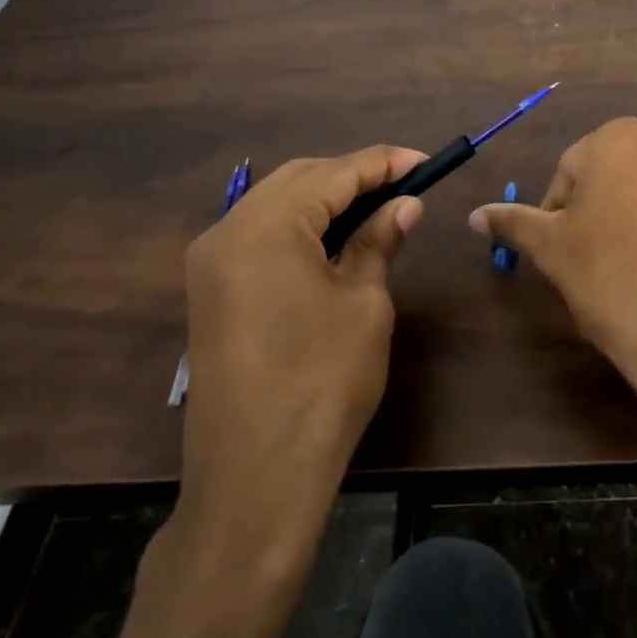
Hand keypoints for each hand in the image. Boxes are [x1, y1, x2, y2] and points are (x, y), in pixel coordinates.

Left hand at [178, 146, 425, 518]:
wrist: (256, 476)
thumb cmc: (322, 382)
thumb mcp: (363, 303)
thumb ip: (379, 241)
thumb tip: (405, 203)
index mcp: (265, 227)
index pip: (334, 174)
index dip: (384, 162)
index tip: (425, 161)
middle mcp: (228, 230)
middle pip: (299, 179)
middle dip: (353, 175)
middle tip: (404, 184)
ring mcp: (211, 261)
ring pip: (276, 203)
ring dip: (326, 198)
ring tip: (377, 205)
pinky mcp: (211, 289)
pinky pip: (260, 234)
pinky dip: (300, 225)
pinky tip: (335, 237)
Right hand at [468, 117, 636, 453]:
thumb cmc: (610, 274)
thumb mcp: (553, 249)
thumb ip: (514, 223)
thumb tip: (475, 214)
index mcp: (617, 138)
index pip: (568, 172)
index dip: (556, 214)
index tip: (558, 253)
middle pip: (609, 178)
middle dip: (593, 214)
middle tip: (586, 263)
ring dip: (627, 224)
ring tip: (622, 274)